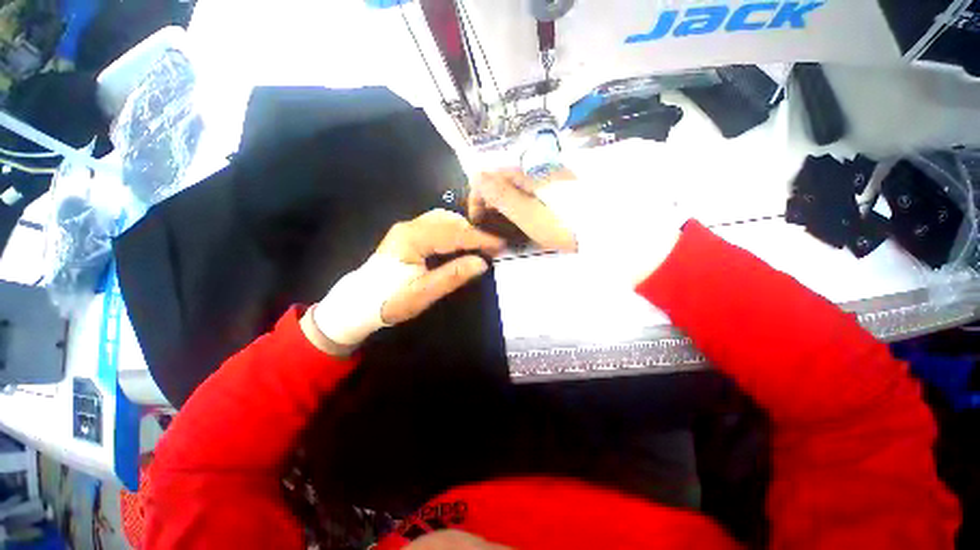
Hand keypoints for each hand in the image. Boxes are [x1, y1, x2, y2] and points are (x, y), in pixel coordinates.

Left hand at [304, 209, 503, 352]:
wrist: (359, 302)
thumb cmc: (389, 301)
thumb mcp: (423, 294)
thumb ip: (452, 276)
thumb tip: (482, 263)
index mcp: (412, 239)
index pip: (454, 233)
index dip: (480, 238)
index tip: (501, 244)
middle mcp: (410, 226)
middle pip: (450, 221)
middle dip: (475, 232)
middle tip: (495, 246)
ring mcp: (408, 228)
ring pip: (444, 219)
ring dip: (466, 229)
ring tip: (483, 243)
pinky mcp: (409, 233)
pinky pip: (437, 224)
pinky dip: (455, 229)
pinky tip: (463, 239)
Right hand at [469, 167, 684, 286]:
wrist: (612, 229)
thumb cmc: (569, 228)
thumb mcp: (533, 218)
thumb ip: (505, 198)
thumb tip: (477, 175)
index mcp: (528, 175)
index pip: (491, 174)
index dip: (478, 195)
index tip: (476, 218)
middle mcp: (536, 168)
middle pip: (501, 178)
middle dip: (489, 200)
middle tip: (489, 226)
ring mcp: (548, 176)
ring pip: (514, 184)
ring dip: (502, 202)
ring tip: (502, 225)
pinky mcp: (556, 185)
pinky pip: (528, 190)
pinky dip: (518, 203)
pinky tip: (522, 217)